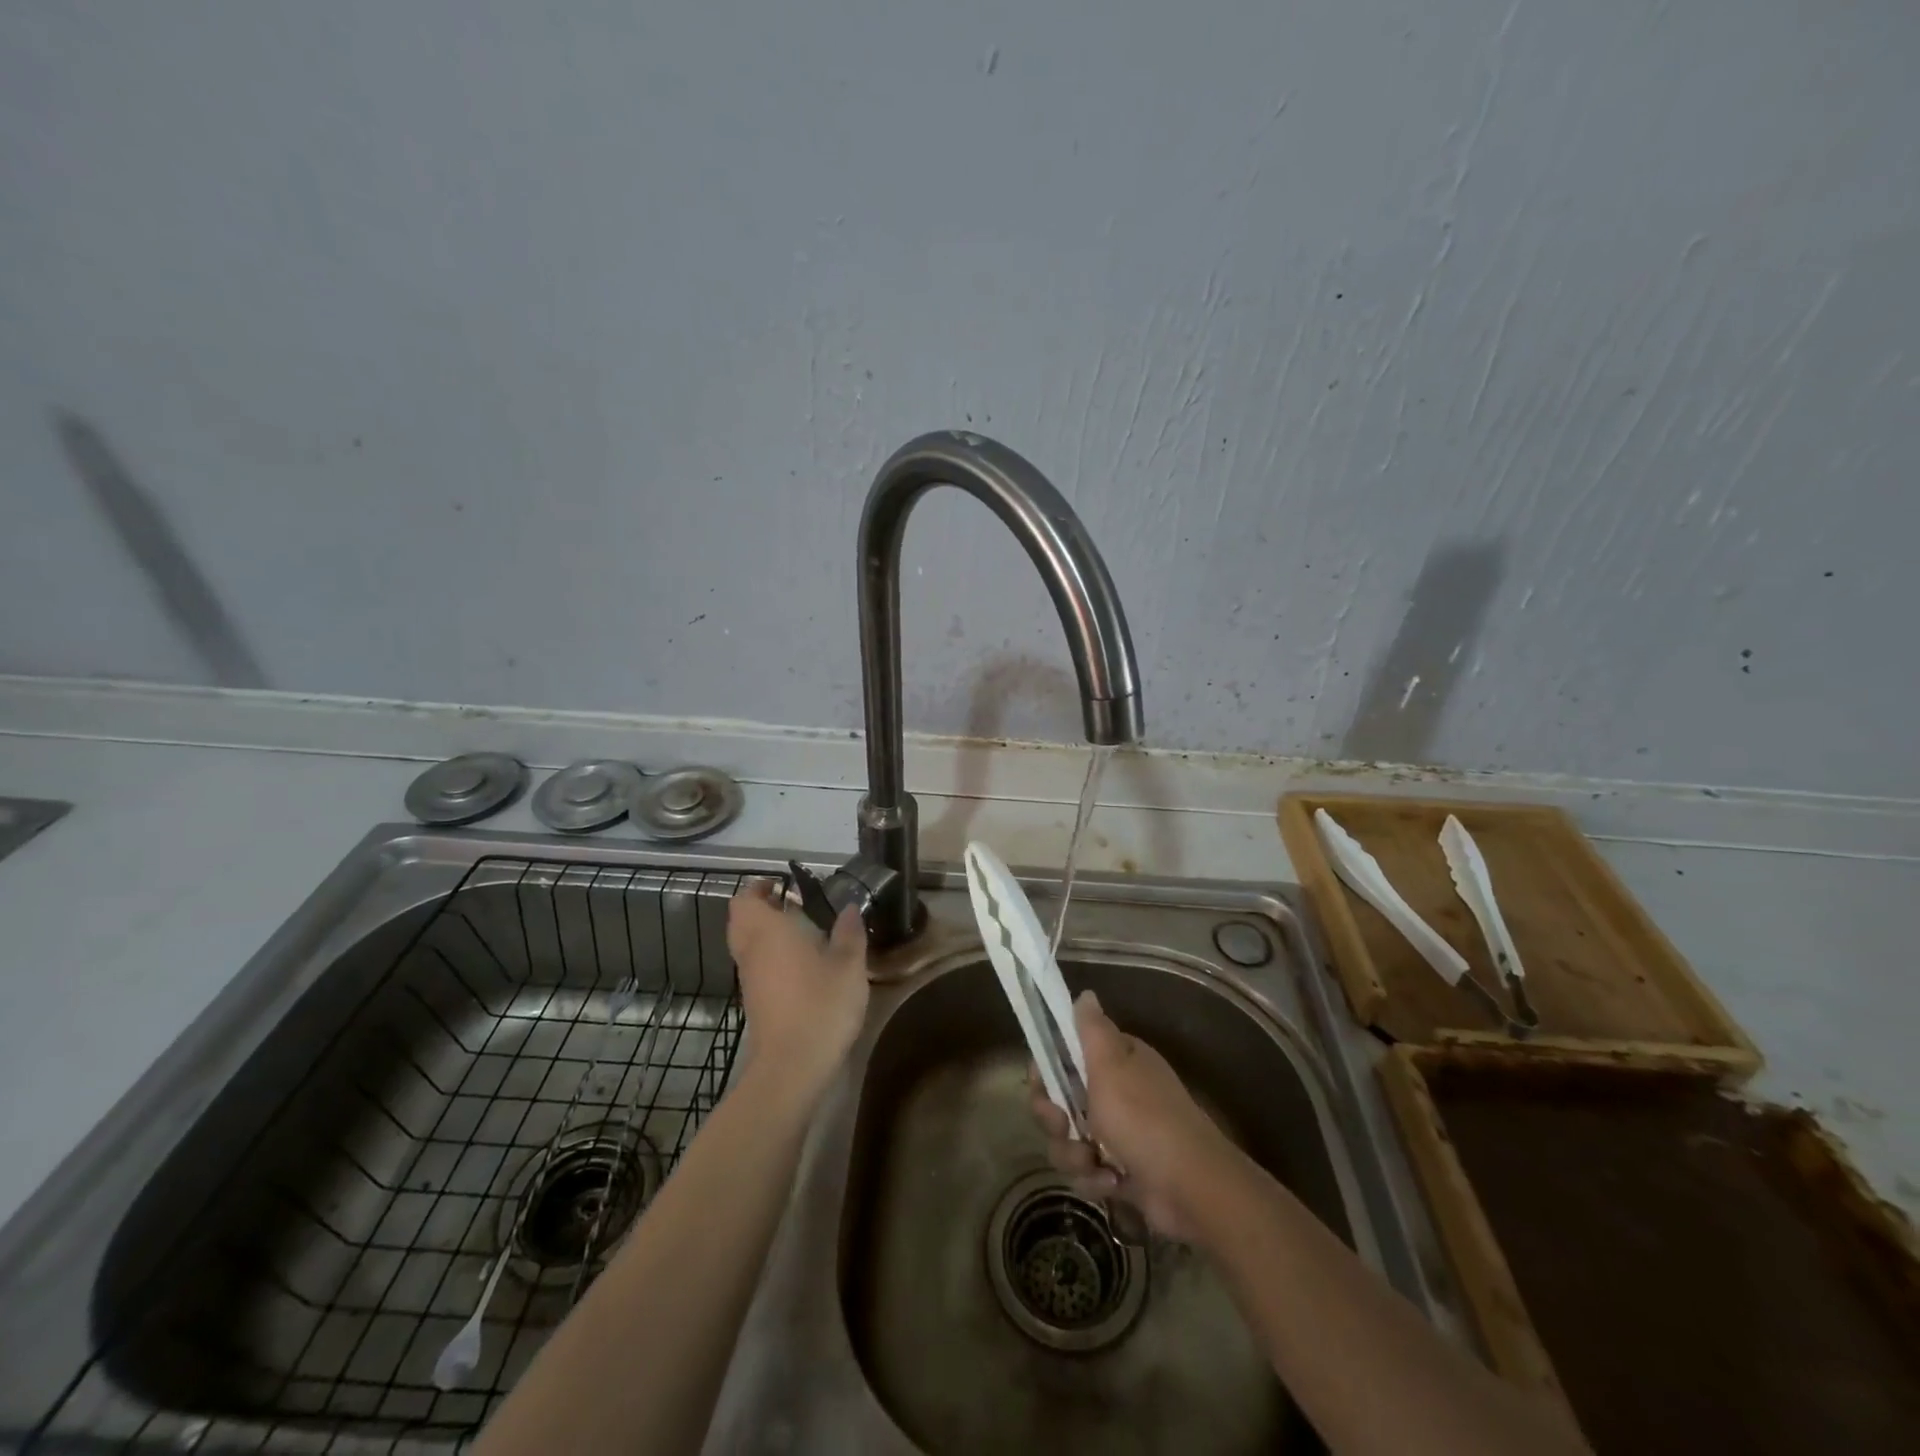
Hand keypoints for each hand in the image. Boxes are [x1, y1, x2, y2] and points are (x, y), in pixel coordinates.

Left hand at [727, 880, 868, 1096]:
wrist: (792, 1067)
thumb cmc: (820, 1006)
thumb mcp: (849, 966)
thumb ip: (849, 933)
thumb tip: (850, 908)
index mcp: (768, 931)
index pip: (746, 899)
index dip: (759, 887)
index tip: (783, 884)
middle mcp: (751, 950)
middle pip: (741, 919)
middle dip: (761, 907)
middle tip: (792, 903)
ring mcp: (749, 978)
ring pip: (746, 944)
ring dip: (765, 932)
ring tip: (804, 931)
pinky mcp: (754, 1002)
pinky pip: (755, 965)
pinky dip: (770, 956)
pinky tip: (802, 965)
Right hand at [1029, 990, 1236, 1241]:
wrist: (1191, 1188)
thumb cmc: (1144, 1119)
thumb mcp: (1111, 1065)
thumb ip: (1091, 1029)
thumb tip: (1085, 993)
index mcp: (1116, 1060)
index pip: (1065, 1054)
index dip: (1046, 1069)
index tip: (1040, 1083)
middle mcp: (1115, 1091)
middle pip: (1060, 1099)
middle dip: (1054, 1118)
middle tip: (1062, 1126)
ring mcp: (1117, 1132)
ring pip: (1068, 1139)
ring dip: (1073, 1154)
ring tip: (1092, 1162)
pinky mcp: (1120, 1169)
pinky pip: (1086, 1170)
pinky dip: (1094, 1178)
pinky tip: (1112, 1183)